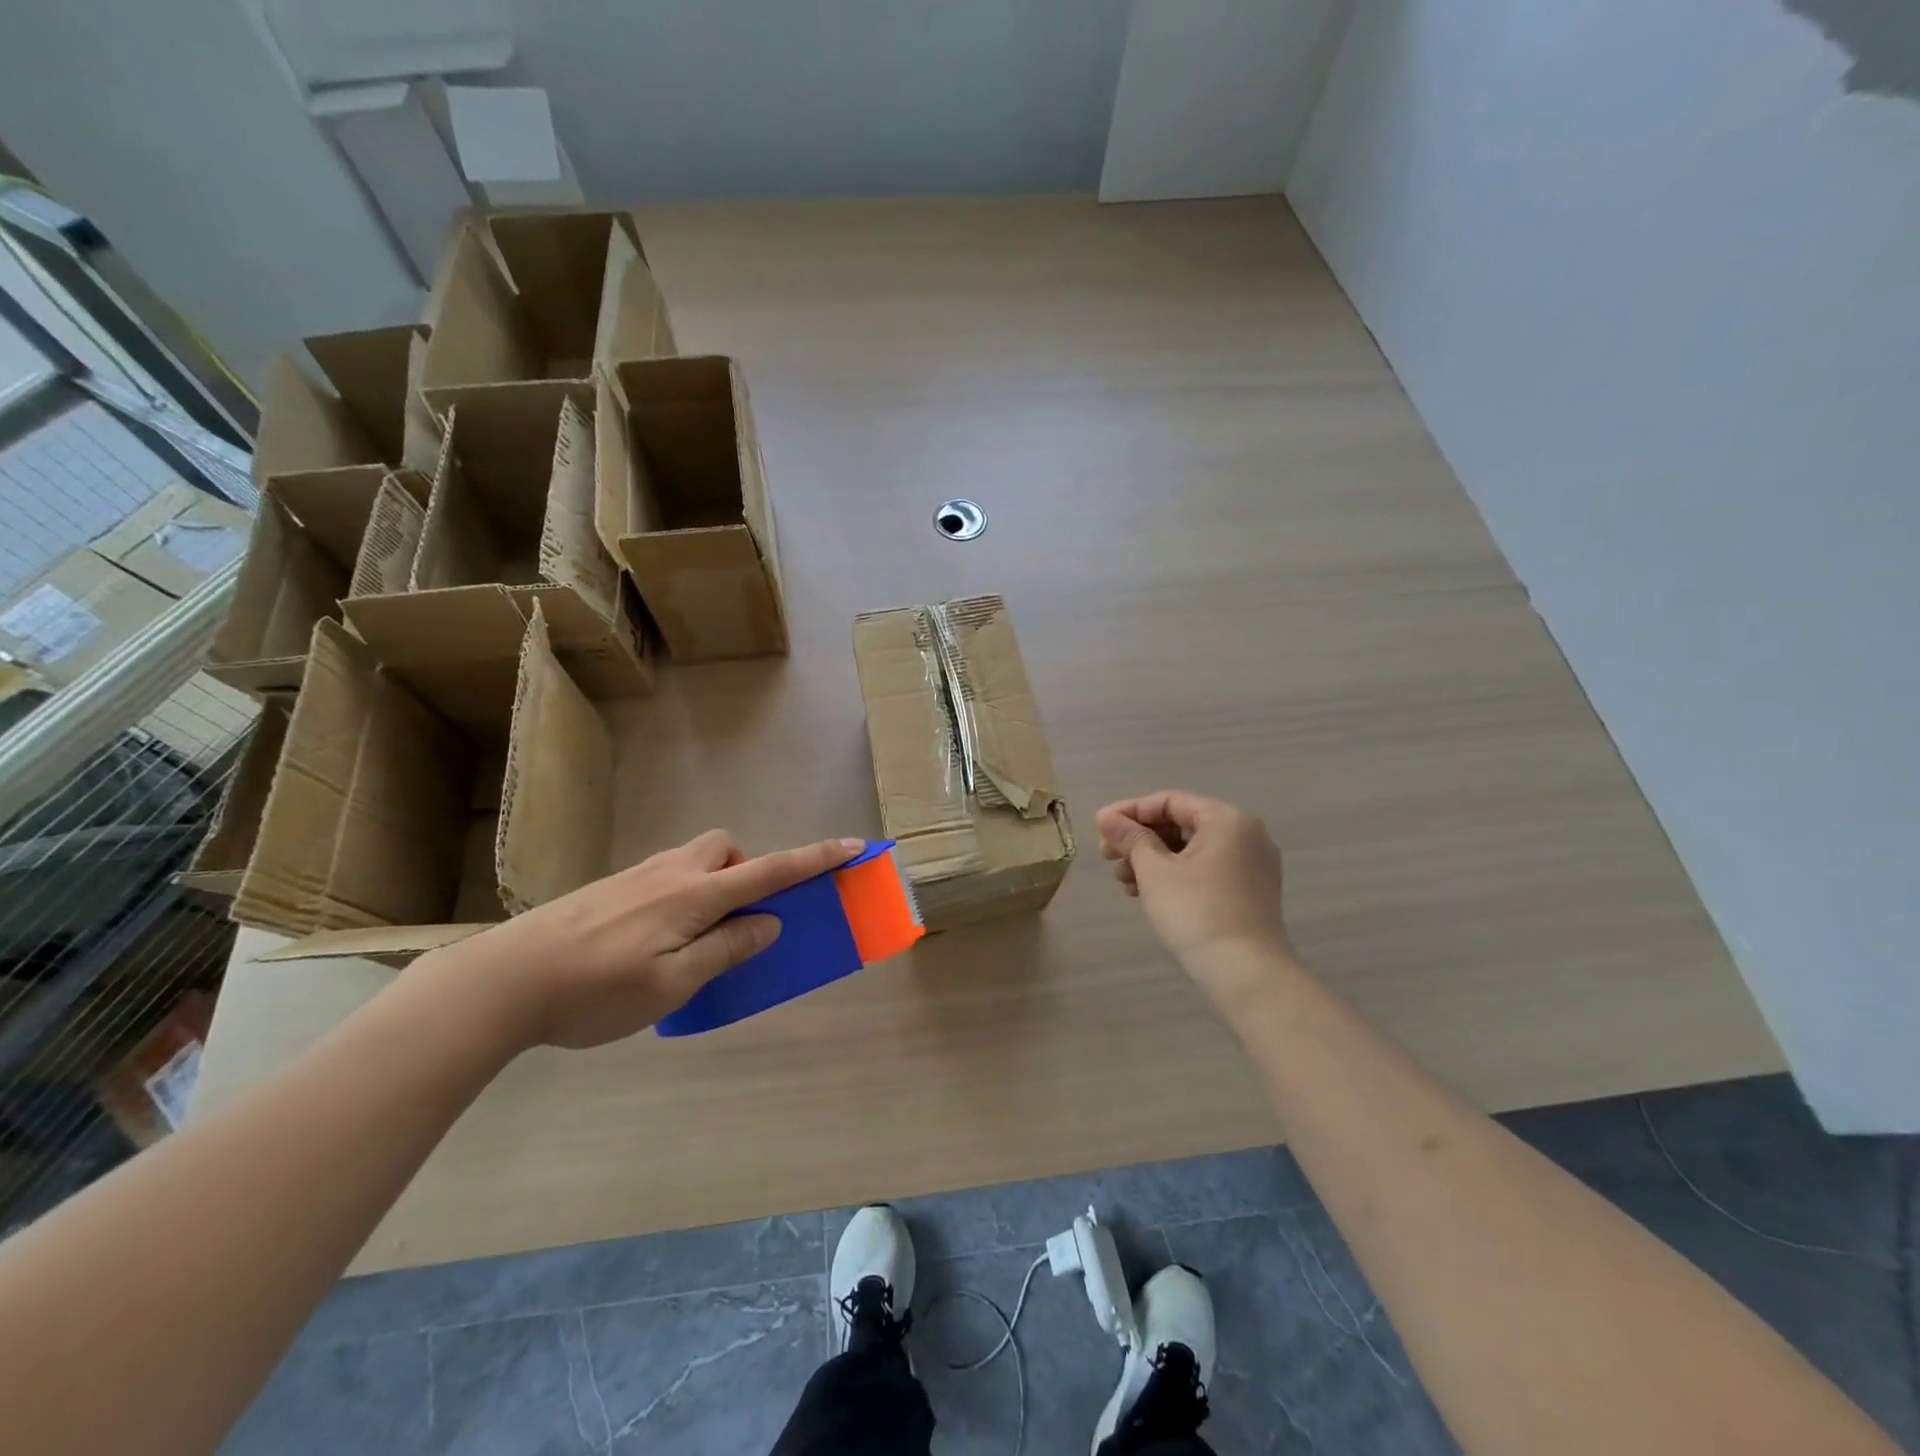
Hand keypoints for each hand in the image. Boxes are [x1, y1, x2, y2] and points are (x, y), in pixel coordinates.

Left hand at [414, 831, 864, 1050]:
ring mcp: (637, 876)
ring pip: (694, 861)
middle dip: (745, 870)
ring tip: (691, 941)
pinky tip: (649, 944)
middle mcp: (671, 873)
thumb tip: (769, 923)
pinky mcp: (611, 888)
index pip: (770, 870)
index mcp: (695, 896)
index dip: (814, 859)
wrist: (502, 980)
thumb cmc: (595, 991)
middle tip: (734, 918)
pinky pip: (666, 877)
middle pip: (726, 848)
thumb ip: (726, 949)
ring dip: (712, 886)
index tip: (852, 846)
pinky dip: (681, 897)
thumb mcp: (672, 985)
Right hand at [1096, 791, 1293, 983]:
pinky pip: (1205, 869)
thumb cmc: (1196, 912)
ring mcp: (1251, 864)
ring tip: (1123, 881)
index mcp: (1227, 820)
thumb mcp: (1155, 871)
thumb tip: (1107, 817)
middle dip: (1140, 839)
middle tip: (1108, 857)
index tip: (1099, 828)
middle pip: (1181, 824)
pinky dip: (1175, 874)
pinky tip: (1146, 892)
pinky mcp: (1249, 891)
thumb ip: (1130, 838)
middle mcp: (1246, 834)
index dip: (1130, 812)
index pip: (1170, 802)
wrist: (1246, 974)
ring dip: (1153, 859)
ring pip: (1191, 849)